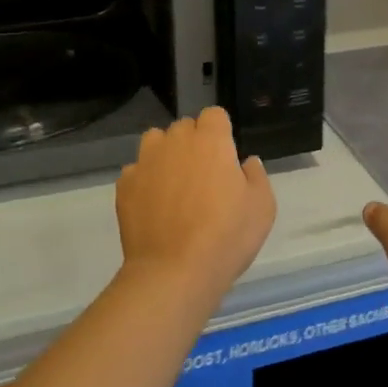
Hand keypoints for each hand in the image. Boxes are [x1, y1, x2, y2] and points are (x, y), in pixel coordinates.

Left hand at [116, 107, 276, 304]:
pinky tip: (154, 206)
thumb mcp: (263, 207)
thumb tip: (245, 162)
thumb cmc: (227, 236)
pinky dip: (145, 181)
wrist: (174, 272)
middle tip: (204, 175)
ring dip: (166, 154)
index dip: (221, 132)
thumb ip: (256, 175)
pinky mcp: (124, 186)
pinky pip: (136, 171)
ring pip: (155, 142)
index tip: (226, 155)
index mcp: (211, 141)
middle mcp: (175, 142)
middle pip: (184, 126)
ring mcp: (145, 162)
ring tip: (175, 184)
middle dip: (194, 142)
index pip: (214, 114)